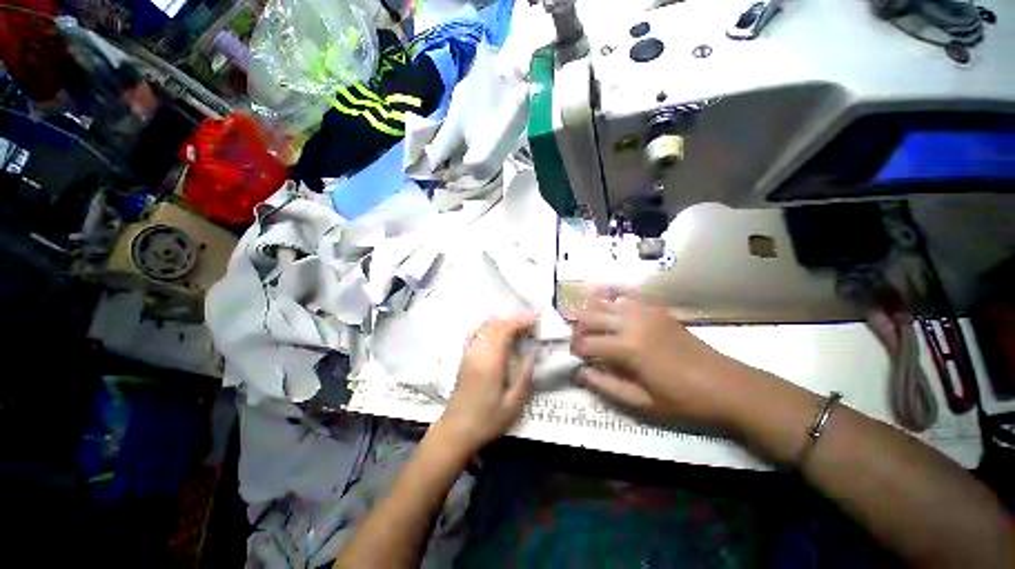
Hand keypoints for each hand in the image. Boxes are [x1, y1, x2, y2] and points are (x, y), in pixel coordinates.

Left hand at [435, 315, 536, 452]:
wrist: (456, 430)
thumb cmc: (487, 420)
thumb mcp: (513, 404)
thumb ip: (524, 377)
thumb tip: (531, 355)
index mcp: (491, 361)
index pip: (505, 329)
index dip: (521, 321)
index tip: (536, 320)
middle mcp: (478, 351)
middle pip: (495, 323)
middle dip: (514, 319)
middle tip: (531, 323)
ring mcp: (469, 352)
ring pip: (485, 325)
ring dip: (502, 321)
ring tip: (518, 327)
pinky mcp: (465, 356)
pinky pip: (477, 332)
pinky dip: (490, 326)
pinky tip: (498, 332)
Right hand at [570, 295, 750, 429]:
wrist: (725, 384)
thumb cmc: (682, 399)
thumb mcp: (641, 402)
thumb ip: (605, 385)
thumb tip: (579, 372)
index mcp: (627, 348)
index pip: (587, 343)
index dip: (575, 350)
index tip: (575, 358)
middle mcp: (631, 323)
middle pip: (590, 316)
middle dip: (577, 328)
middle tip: (578, 340)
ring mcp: (645, 312)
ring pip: (605, 303)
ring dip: (591, 312)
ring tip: (587, 324)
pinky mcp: (656, 309)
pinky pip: (626, 297)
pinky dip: (611, 301)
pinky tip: (608, 308)